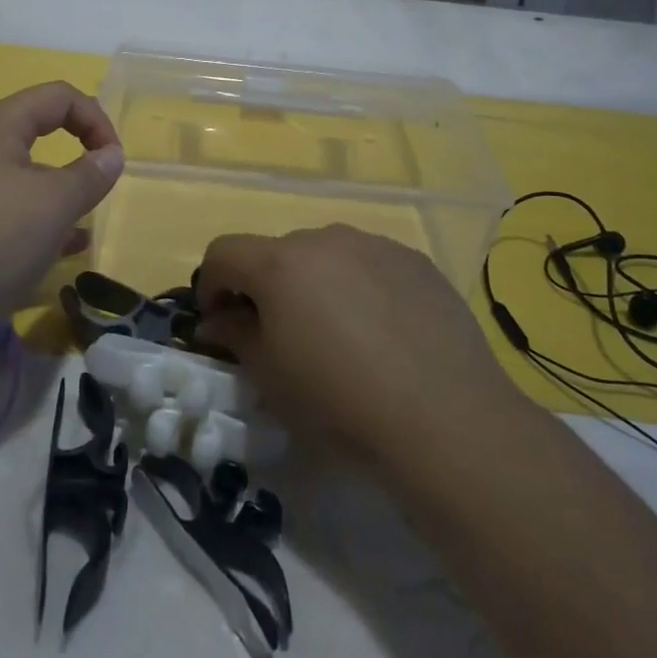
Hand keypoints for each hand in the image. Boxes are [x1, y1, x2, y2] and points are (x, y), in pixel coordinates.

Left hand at [0, 82, 124, 341]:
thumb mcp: (55, 206)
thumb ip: (91, 174)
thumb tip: (111, 155)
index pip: (58, 97)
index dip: (96, 120)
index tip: (113, 161)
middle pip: (36, 129)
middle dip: (75, 155)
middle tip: (95, 189)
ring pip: (20, 171)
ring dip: (55, 191)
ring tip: (78, 229)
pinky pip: (0, 200)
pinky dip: (29, 214)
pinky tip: (50, 251)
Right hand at [194, 225, 522, 467]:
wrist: (445, 419)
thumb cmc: (340, 402)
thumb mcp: (271, 378)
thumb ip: (236, 335)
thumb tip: (217, 319)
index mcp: (280, 263)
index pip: (224, 252)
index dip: (211, 285)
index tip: (219, 323)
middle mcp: (324, 238)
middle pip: (277, 254)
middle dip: (267, 288)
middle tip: (282, 338)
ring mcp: (375, 245)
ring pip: (326, 256)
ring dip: (316, 285)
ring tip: (340, 337)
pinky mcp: (415, 261)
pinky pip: (370, 264)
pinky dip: (361, 287)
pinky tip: (384, 334)